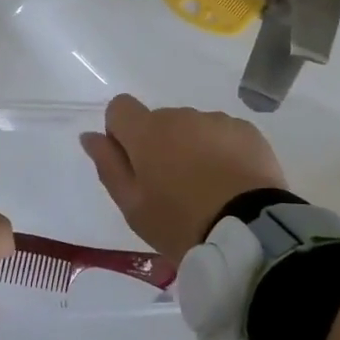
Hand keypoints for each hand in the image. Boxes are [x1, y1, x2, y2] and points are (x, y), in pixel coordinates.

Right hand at [79, 94, 288, 259]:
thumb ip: (108, 165)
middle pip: (159, 121)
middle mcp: (181, 116)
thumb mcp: (132, 206)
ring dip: (192, 148)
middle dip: (160, 145)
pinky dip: (222, 151)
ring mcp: (217, 121)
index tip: (133, 164)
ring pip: (193, 128)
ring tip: (206, 188)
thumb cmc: (180, 223)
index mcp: (147, 132)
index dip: (121, 132)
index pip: (120, 108)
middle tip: (172, 188)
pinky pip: (223, 135)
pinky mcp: (247, 131)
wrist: (248, 231)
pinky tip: (230, 182)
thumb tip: (90, 136)